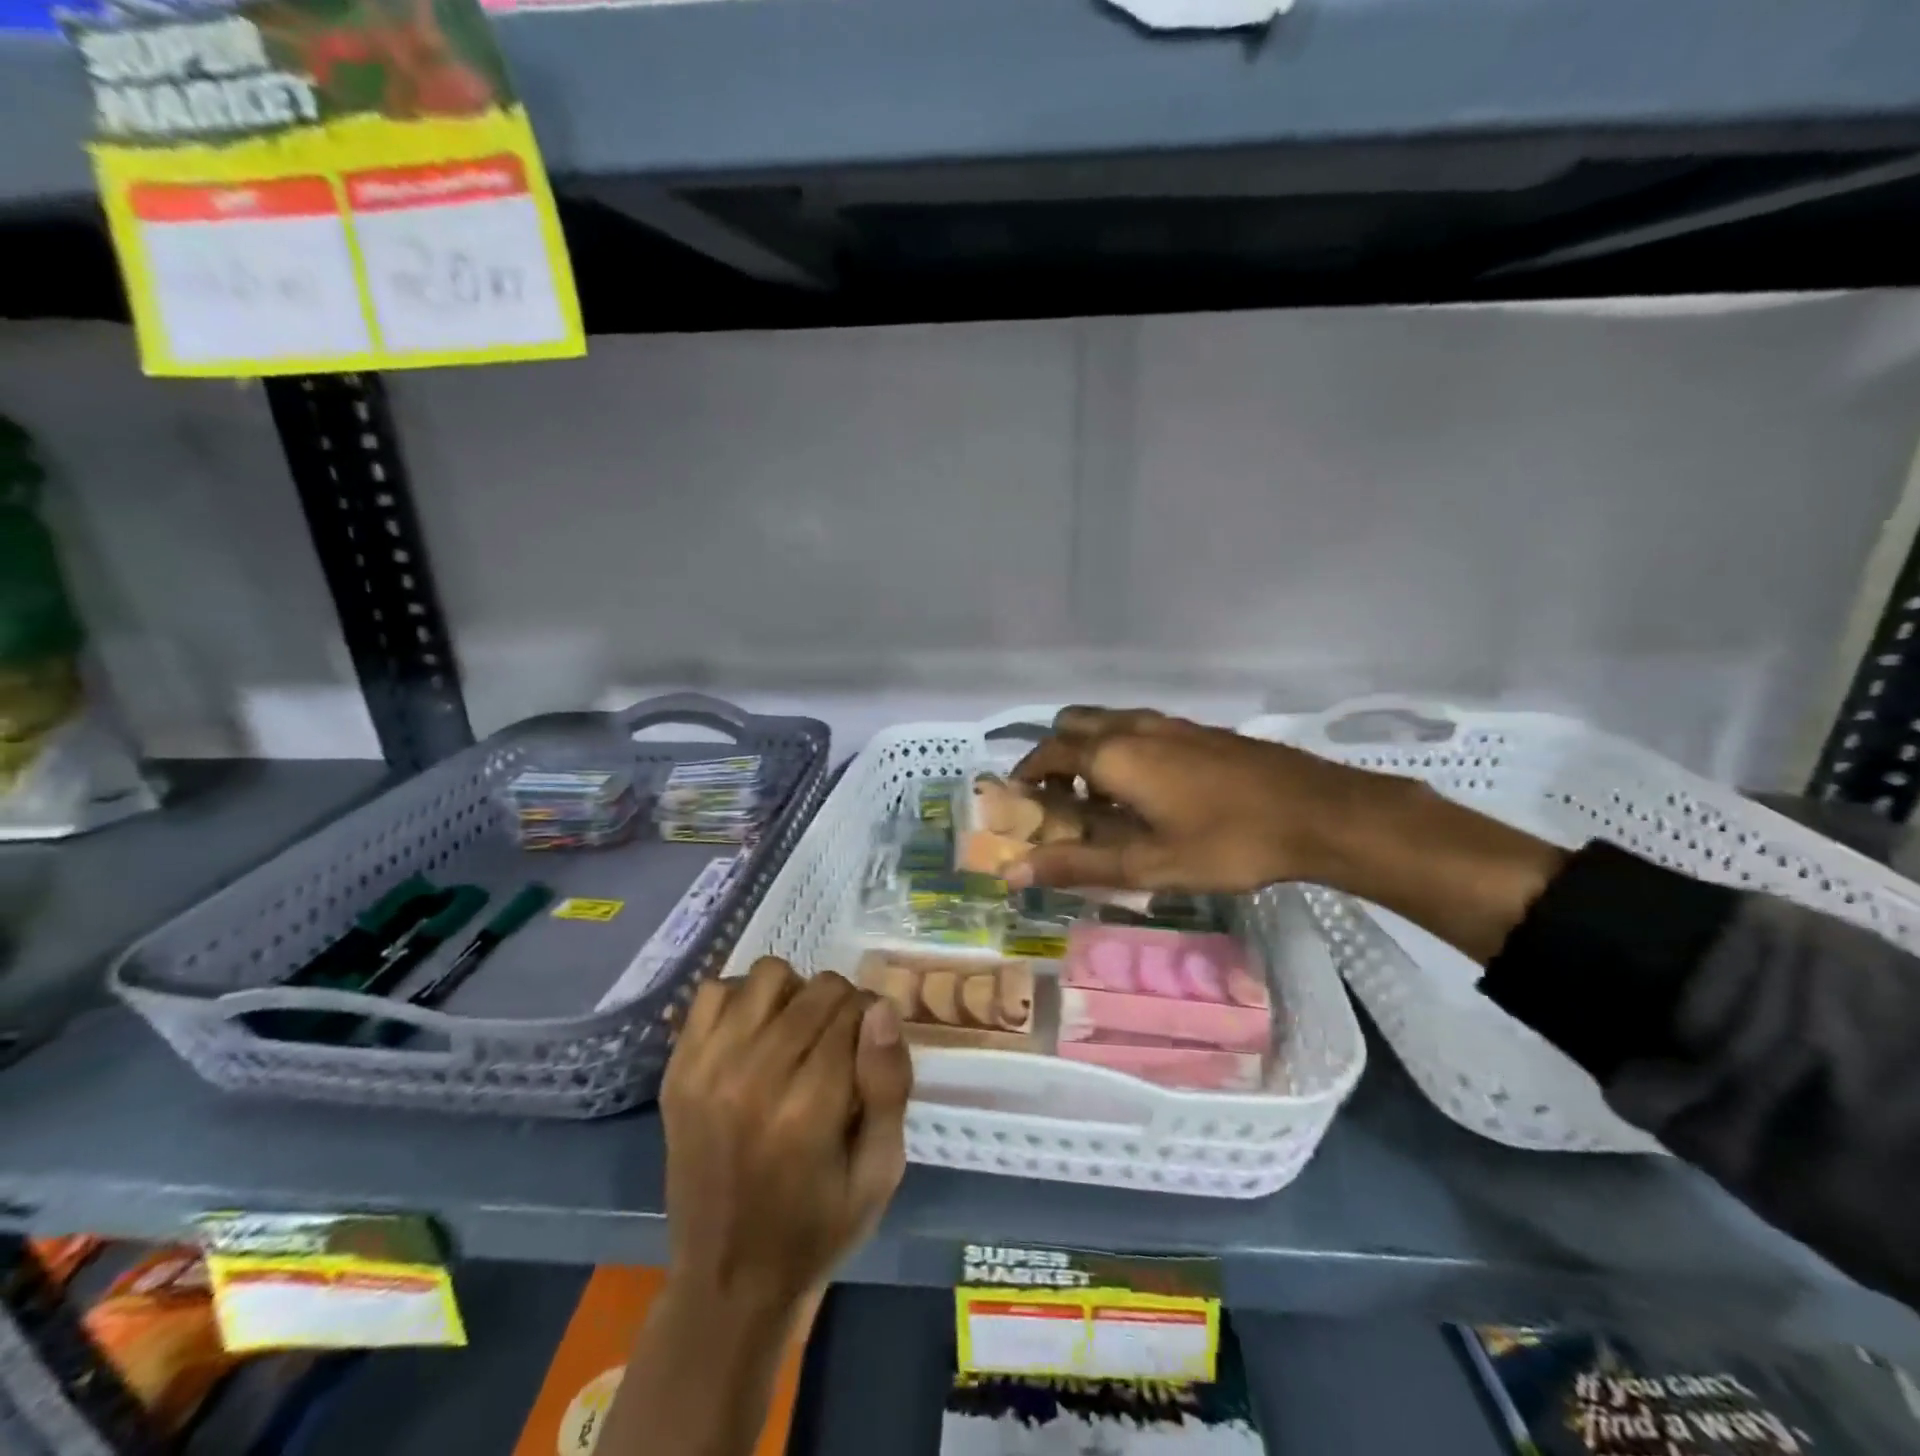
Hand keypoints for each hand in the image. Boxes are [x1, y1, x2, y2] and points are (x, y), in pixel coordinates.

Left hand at [661, 959, 912, 1315]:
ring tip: (798, 1032)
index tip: (872, 1046)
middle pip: (816, 990)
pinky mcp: (678, 1070)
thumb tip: (882, 1008)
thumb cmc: (818, 1228)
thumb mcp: (880, 1172)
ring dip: (795, 993)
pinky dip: (742, 999)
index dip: (873, 1019)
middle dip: (842, 1005)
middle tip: (840, 1044)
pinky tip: (755, 1033)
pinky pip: (713, 992)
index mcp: (808, 1110)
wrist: (727, 1281)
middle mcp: (753, 1078)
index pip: (854, 1013)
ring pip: (768, 976)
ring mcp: (707, 1070)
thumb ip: (889, 1085)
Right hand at [1009, 707, 1378, 893]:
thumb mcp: (1149, 865)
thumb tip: (1013, 872)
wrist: (1317, 812)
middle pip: (1071, 724)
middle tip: (1058, 799)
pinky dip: (1119, 747)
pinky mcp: (1196, 728)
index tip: (1018, 804)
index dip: (1025, 776)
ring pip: (1107, 721)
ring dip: (1088, 750)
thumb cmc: (1228, 843)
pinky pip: (1137, 726)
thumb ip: (1078, 865)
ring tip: (1099, 798)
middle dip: (1053, 755)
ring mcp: (1168, 723)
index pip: (1048, 753)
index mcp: (1114, 755)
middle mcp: (1133, 727)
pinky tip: (1146, 789)